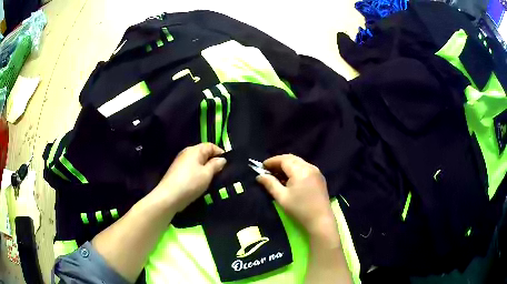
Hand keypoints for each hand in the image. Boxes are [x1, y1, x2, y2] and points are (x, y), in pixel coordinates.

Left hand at [153, 143, 225, 211]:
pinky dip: (198, 173)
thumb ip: (215, 165)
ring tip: (213, 178)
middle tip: (221, 172)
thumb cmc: (190, 183)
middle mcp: (186, 153)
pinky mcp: (177, 171)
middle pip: (203, 153)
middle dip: (213, 161)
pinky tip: (201, 182)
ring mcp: (180, 162)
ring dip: (205, 168)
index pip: (210, 146)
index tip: (227, 163)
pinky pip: (191, 168)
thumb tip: (222, 159)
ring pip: (197, 162)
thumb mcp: (207, 174)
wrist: (169, 196)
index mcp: (194, 150)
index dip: (220, 152)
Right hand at [256, 154, 334, 234]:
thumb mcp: (282, 197)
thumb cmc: (299, 210)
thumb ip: (270, 184)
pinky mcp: (319, 178)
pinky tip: (289, 179)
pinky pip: (305, 168)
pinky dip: (295, 169)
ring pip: (299, 162)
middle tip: (268, 170)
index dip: (272, 161)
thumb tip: (260, 176)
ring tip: (277, 175)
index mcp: (300, 170)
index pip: (284, 159)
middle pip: (292, 159)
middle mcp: (309, 167)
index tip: (261, 166)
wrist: (320, 221)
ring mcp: (316, 172)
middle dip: (279, 162)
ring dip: (287, 165)